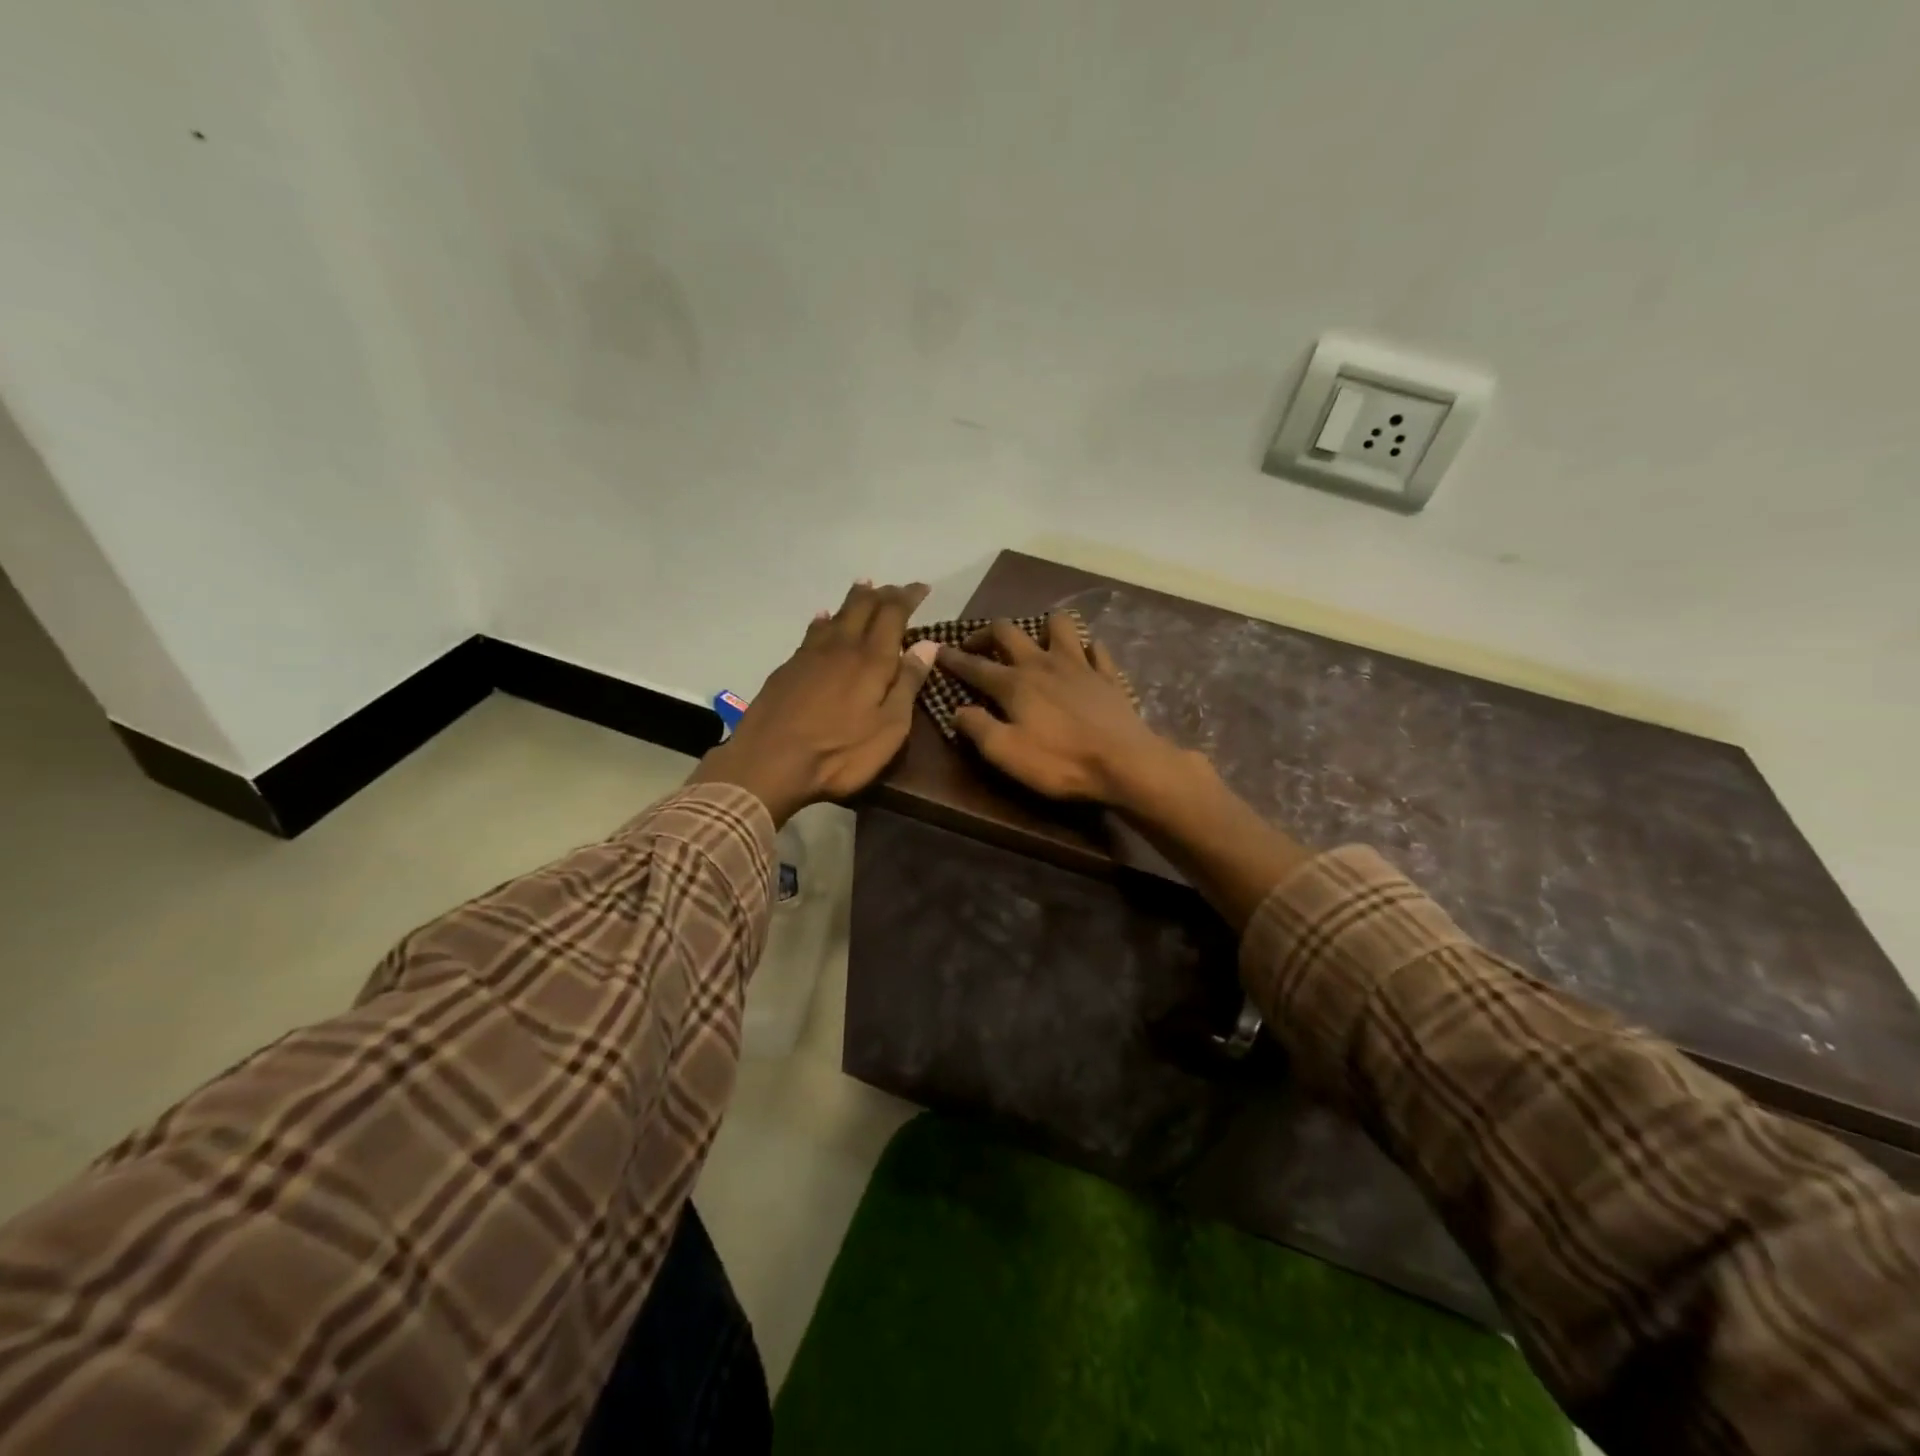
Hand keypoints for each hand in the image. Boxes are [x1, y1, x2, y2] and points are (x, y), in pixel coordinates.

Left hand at [691, 581, 937, 823]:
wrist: (769, 762)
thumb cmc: (839, 753)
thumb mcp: (889, 728)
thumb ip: (908, 684)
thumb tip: (928, 644)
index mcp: (872, 660)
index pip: (893, 614)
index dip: (908, 597)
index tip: (922, 588)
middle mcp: (842, 646)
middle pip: (863, 607)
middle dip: (883, 594)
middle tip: (896, 589)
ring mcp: (811, 655)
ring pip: (836, 615)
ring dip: (854, 600)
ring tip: (864, 588)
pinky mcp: (788, 668)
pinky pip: (812, 631)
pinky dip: (824, 620)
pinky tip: (823, 618)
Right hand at [936, 612, 1187, 806]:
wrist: (1125, 762)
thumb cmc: (1060, 761)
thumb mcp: (1006, 753)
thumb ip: (977, 728)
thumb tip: (957, 710)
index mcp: (1014, 683)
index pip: (975, 665)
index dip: (953, 658)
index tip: (937, 650)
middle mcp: (1042, 663)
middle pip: (1008, 632)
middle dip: (986, 633)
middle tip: (977, 645)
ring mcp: (1079, 665)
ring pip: (1058, 625)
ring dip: (1042, 627)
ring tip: (1036, 642)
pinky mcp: (1107, 675)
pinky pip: (1095, 649)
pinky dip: (1085, 648)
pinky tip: (1083, 656)